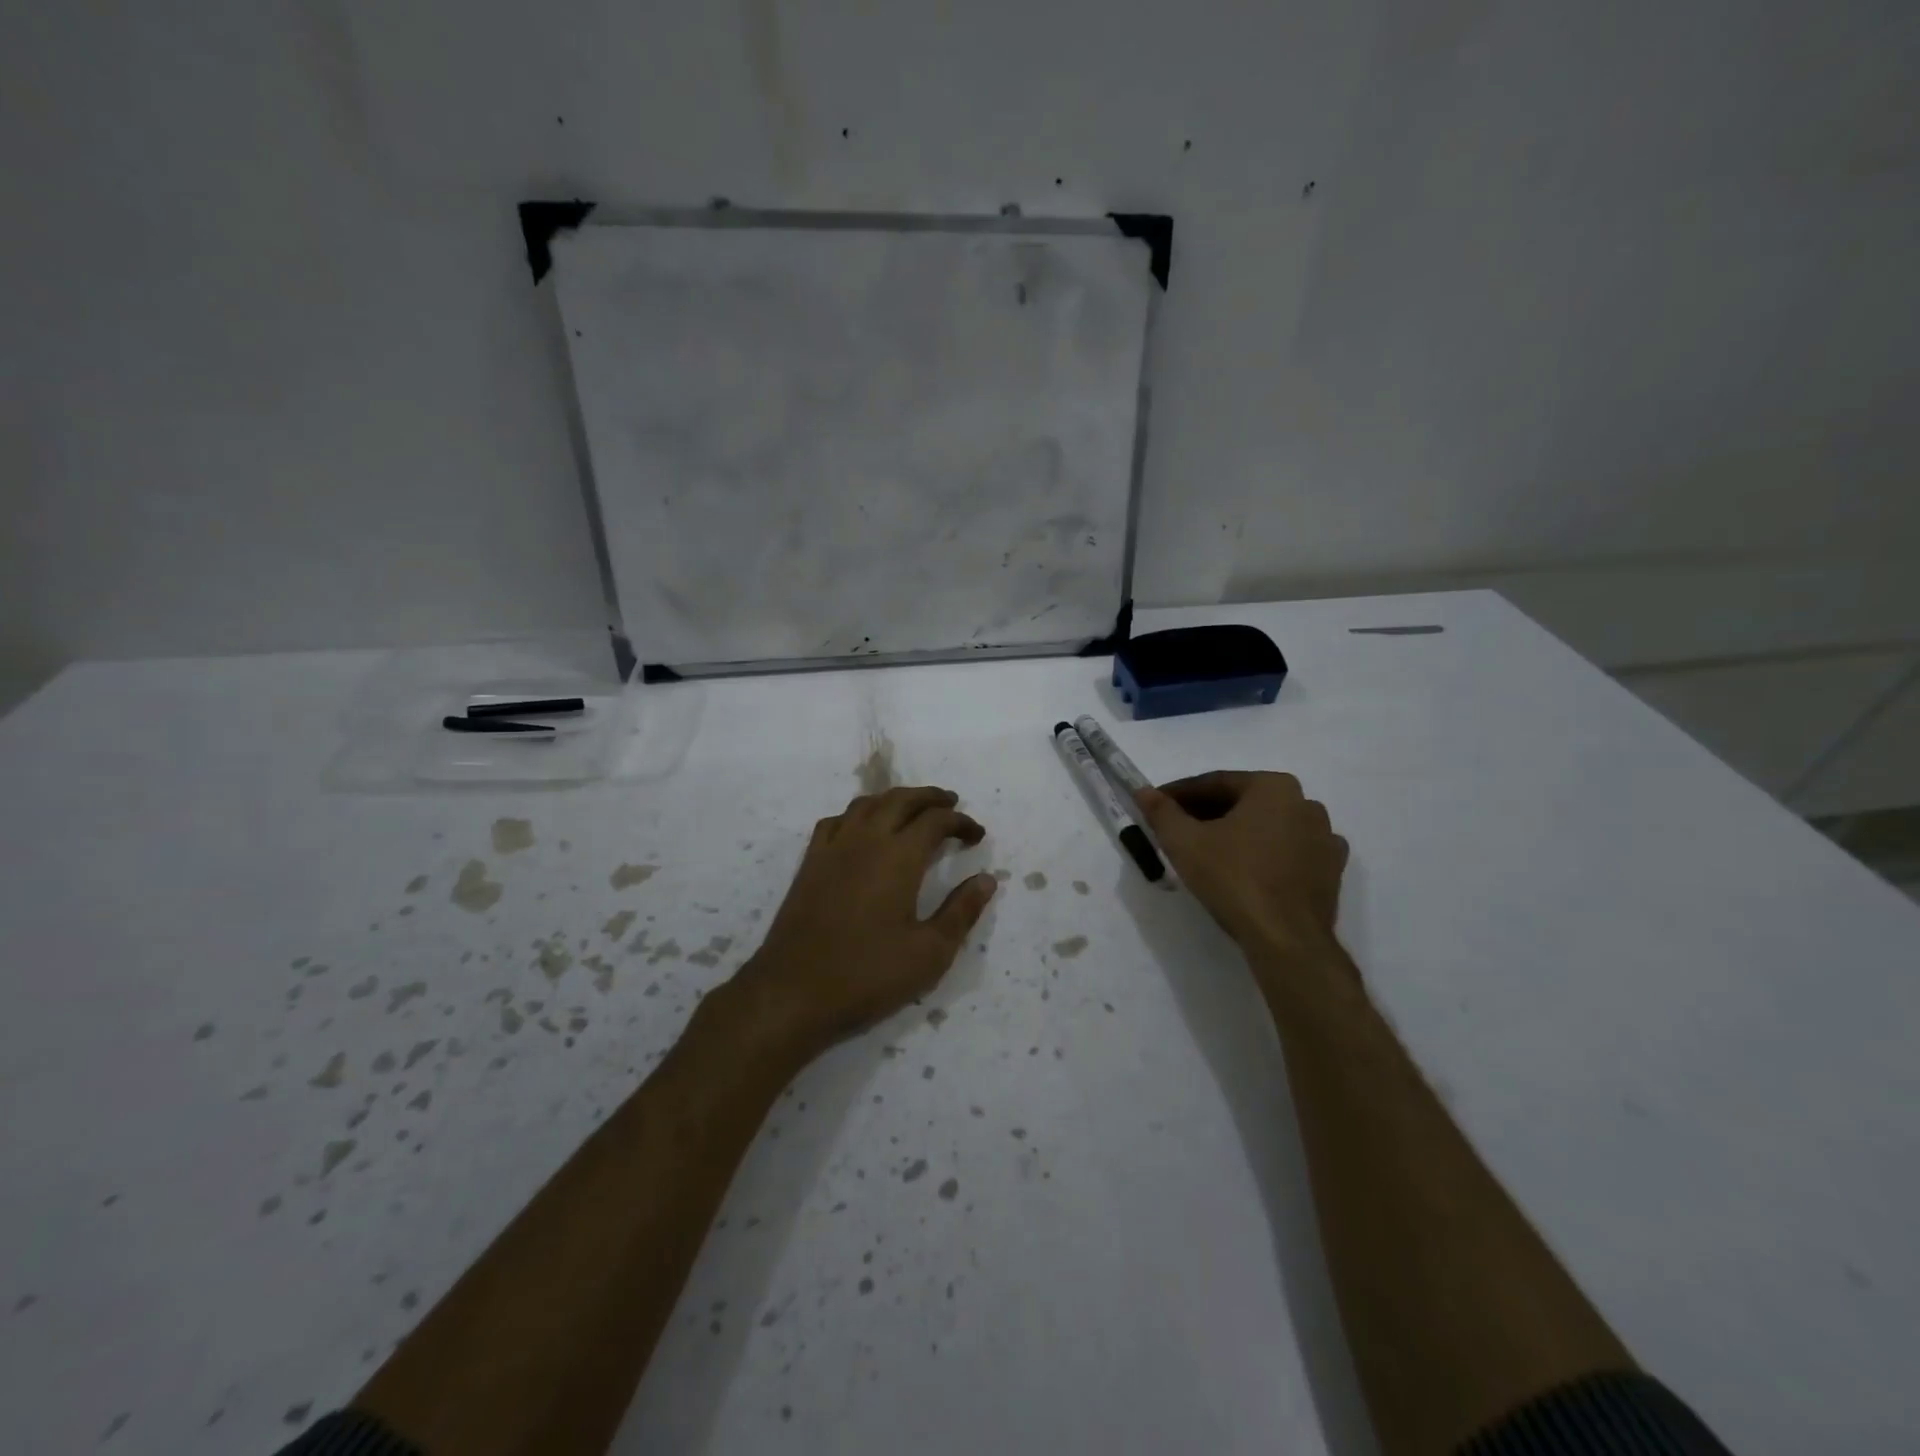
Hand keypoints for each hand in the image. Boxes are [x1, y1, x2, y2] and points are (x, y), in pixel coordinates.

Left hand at [737, 786, 997, 1057]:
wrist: (793, 992)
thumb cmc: (868, 975)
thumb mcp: (930, 953)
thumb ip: (961, 911)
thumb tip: (987, 879)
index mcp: (899, 856)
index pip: (936, 821)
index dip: (961, 823)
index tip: (978, 835)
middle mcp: (866, 839)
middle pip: (901, 800)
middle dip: (930, 798)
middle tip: (951, 804)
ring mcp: (833, 848)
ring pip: (867, 804)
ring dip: (895, 799)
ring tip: (912, 810)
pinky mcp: (809, 863)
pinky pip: (836, 821)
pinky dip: (858, 815)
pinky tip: (863, 830)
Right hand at [1135, 772, 1348, 958]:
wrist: (1286, 939)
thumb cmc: (1233, 879)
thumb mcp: (1184, 842)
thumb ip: (1161, 811)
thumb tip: (1143, 791)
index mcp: (1273, 787)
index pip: (1215, 783)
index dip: (1179, 794)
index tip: (1156, 805)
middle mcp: (1305, 803)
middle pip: (1243, 802)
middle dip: (1207, 813)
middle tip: (1175, 829)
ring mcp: (1324, 838)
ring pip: (1267, 826)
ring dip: (1236, 832)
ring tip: (1206, 851)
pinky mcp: (1330, 869)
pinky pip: (1288, 851)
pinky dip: (1263, 853)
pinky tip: (1244, 869)